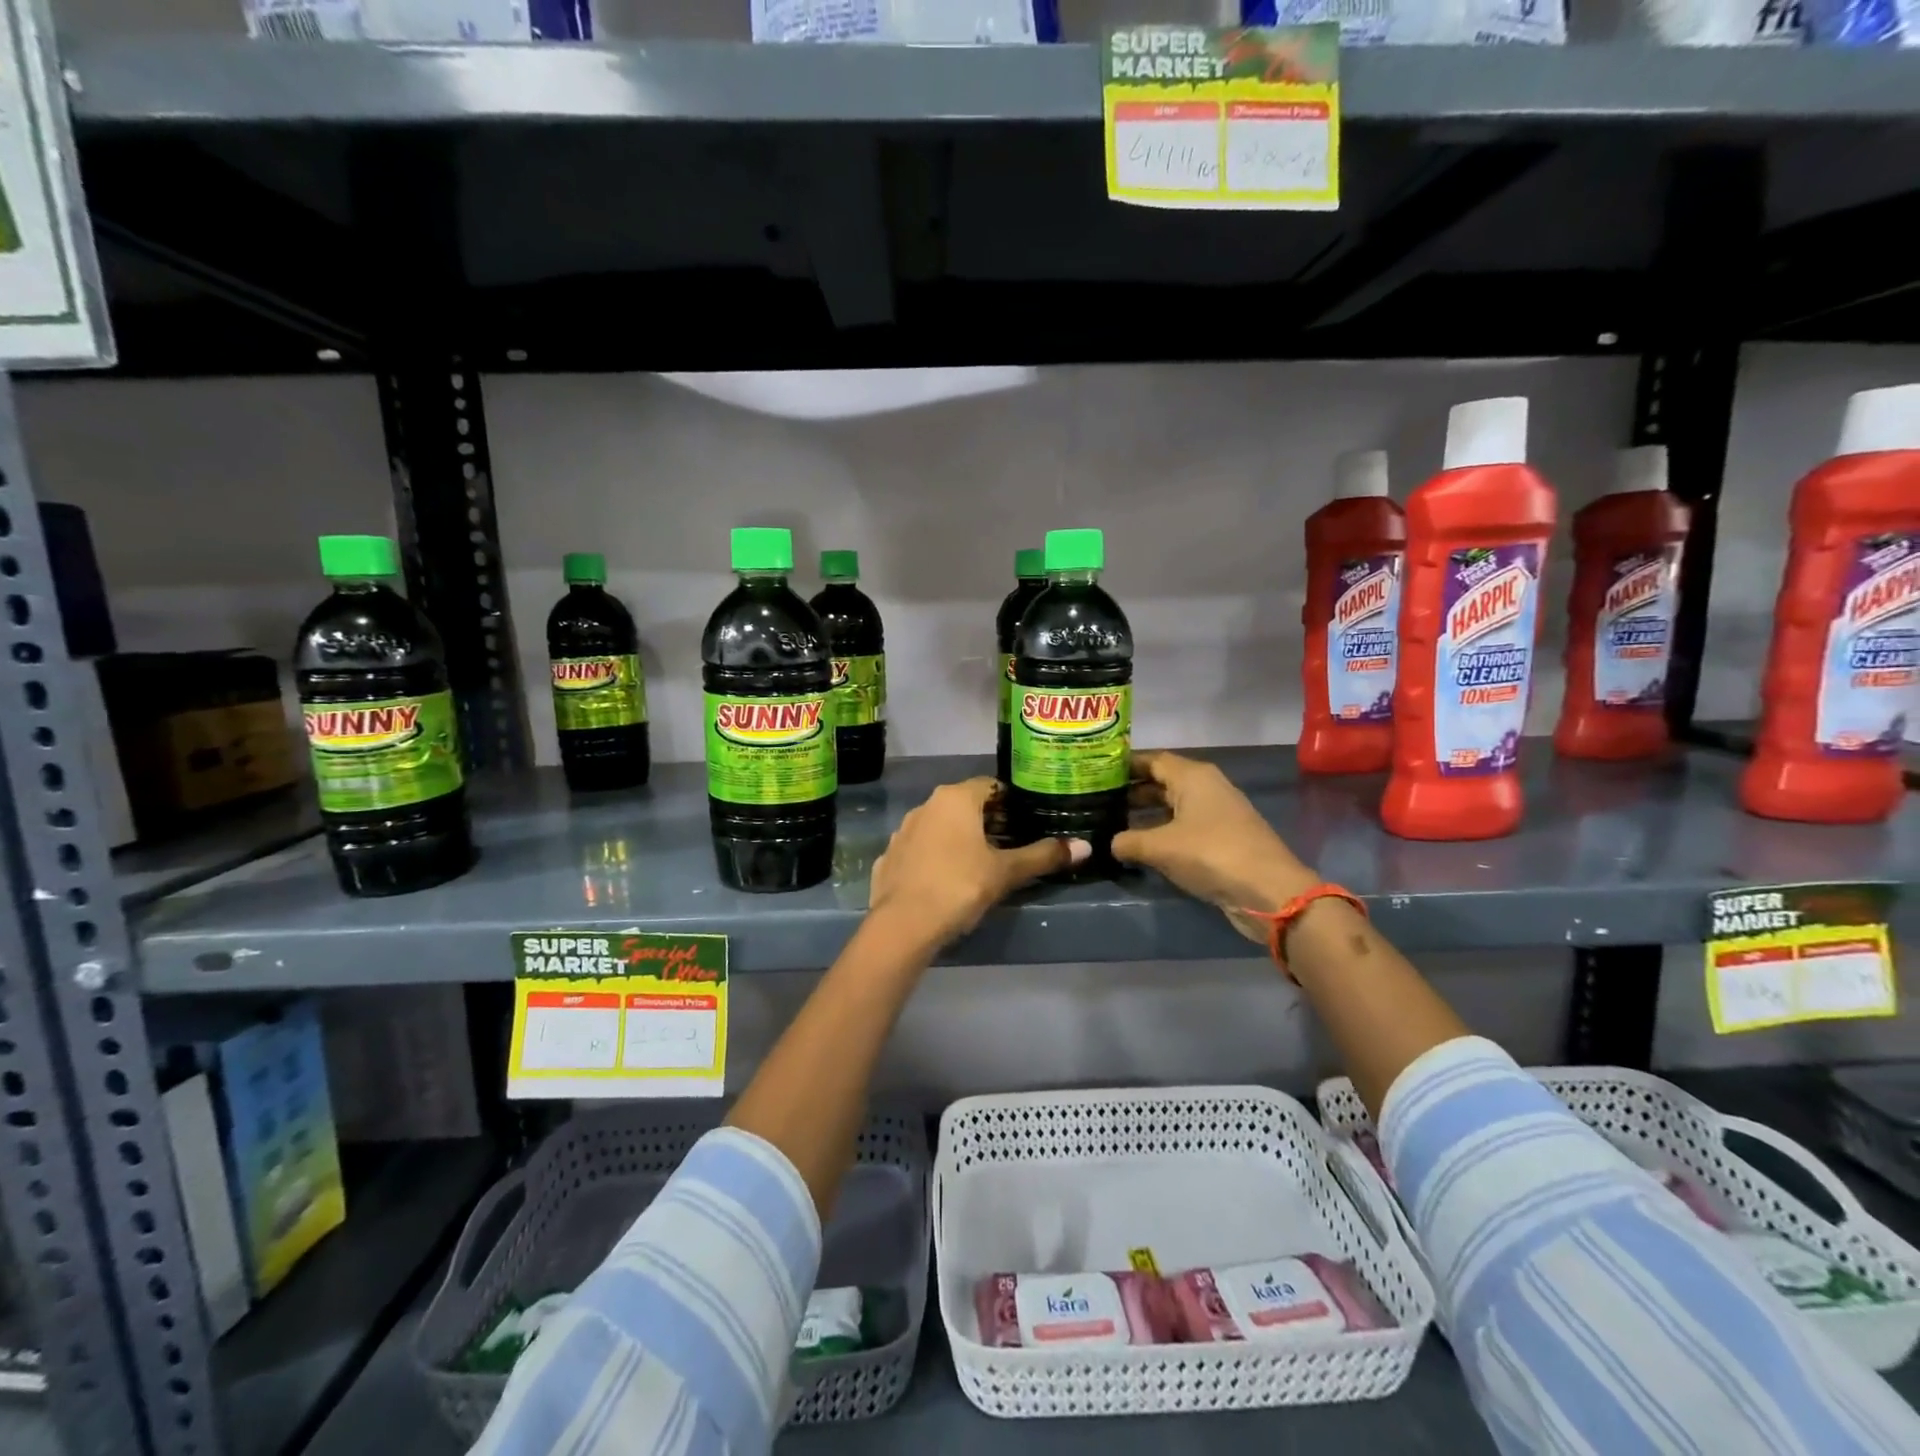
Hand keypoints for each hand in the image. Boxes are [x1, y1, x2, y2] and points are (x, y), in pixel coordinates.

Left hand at [870, 779, 1087, 948]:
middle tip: (1012, 845)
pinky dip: (937, 857)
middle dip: (989, 821)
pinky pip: (922, 849)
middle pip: (966, 804)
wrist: (902, 925)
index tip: (1028, 822)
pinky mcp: (890, 857)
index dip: (1012, 802)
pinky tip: (948, 880)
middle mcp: (926, 805)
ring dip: (961, 838)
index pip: (991, 785)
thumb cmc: (959, 886)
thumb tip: (1085, 846)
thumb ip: (1042, 856)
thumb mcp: (1005, 872)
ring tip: (983, 864)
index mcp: (955, 798)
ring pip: (941, 826)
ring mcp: (903, 831)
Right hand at [1112, 750, 1317, 942]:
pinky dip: (1163, 831)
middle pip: (1162, 781)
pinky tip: (1141, 846)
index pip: (1152, 760)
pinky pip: (1184, 826)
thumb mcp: (1160, 847)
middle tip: (1098, 800)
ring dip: (1146, 814)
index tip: (1096, 773)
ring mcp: (1217, 813)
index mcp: (1193, 776)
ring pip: (1173, 806)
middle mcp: (1206, 787)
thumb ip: (1128, 841)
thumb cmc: (1210, 854)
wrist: (1268, 890)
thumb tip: (1109, 843)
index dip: (1124, 765)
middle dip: (1131, 790)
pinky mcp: (1222, 838)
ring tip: (1113, 823)